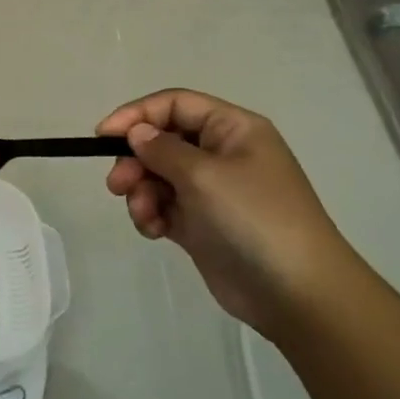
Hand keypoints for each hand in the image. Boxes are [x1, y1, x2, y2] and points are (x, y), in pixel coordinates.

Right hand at [97, 89, 366, 335]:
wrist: (297, 294)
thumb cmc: (254, 219)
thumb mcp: (205, 175)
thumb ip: (163, 149)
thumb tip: (137, 133)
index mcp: (233, 129)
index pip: (175, 104)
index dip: (137, 114)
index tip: (102, 136)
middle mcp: (222, 153)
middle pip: (162, 141)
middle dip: (135, 160)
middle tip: (117, 185)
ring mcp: (212, 191)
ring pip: (158, 176)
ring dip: (142, 191)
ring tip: (144, 215)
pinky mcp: (202, 224)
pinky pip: (164, 206)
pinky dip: (152, 214)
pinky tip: (154, 230)